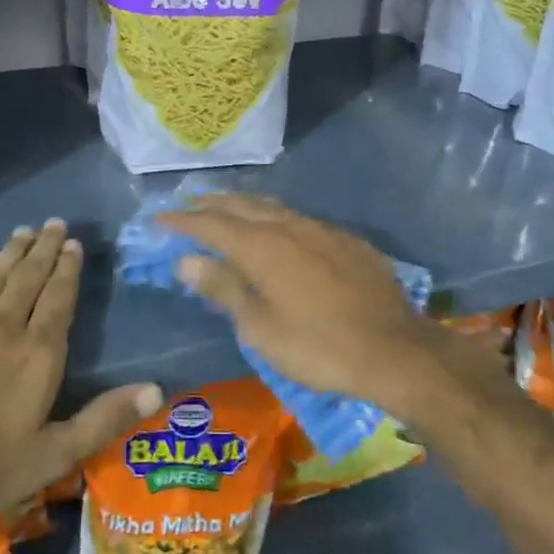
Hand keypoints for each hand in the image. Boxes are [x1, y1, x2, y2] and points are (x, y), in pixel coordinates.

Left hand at [0, 220, 161, 546]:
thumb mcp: (52, 457)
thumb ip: (104, 418)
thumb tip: (158, 389)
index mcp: (37, 354)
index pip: (58, 297)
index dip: (67, 268)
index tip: (73, 243)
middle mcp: (2, 327)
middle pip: (27, 277)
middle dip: (43, 248)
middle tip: (53, 223)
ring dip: (10, 253)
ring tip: (23, 231)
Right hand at [159, 195, 444, 411]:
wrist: (394, 349)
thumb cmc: (318, 347)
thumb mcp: (261, 328)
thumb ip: (224, 289)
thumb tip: (188, 260)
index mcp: (261, 247)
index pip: (211, 224)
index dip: (182, 221)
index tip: (159, 219)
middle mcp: (288, 226)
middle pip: (241, 206)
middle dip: (211, 204)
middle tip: (188, 206)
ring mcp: (321, 229)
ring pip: (273, 207)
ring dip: (244, 206)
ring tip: (227, 209)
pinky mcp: (346, 239)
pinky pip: (300, 219)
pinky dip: (277, 218)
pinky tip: (280, 230)